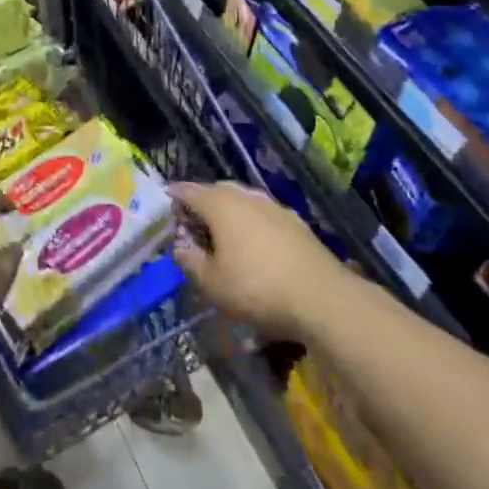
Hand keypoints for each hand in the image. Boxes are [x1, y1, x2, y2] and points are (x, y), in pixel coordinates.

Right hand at [170, 181, 346, 340]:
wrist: (322, 298)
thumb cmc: (257, 288)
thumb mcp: (213, 284)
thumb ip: (191, 262)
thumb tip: (179, 248)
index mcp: (220, 206)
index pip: (190, 191)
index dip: (175, 195)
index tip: (166, 197)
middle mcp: (246, 197)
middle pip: (217, 190)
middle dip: (203, 200)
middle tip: (192, 219)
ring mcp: (274, 207)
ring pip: (243, 200)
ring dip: (229, 210)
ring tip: (223, 231)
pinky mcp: (296, 222)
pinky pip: (263, 214)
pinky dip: (252, 222)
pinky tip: (254, 242)